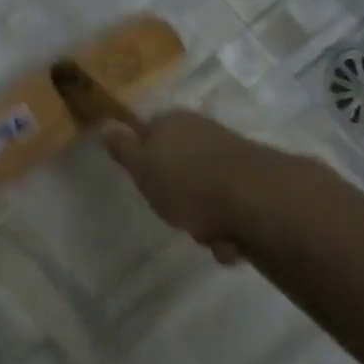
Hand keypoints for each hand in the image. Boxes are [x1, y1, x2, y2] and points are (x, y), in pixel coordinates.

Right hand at [99, 111, 261, 264]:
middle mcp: (204, 133)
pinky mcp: (257, 185)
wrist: (256, 200)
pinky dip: (228, 230)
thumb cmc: (188, 182)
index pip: (150, 133)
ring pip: (206, 193)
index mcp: (175, 123)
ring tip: (207, 233)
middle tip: (174, 213)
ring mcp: (234, 158)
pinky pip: (231, 211)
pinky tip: (229, 240)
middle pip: (180, 168)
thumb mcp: (142, 167)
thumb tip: (106, 123)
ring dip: (204, 220)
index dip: (145, 160)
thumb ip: (123, 148)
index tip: (145, 183)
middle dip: (178, 197)